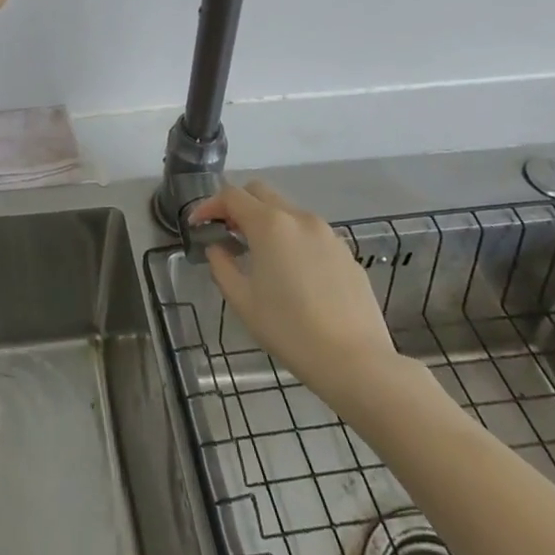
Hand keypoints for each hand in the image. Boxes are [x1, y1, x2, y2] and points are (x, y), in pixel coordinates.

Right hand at [189, 182, 402, 412]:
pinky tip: (293, 274)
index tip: (198, 224)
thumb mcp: (243, 301)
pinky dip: (293, 240)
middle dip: (238, 205)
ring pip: (288, 211)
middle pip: (260, 192)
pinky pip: (311, 234)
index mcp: (269, 225)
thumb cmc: (290, 330)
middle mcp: (299, 218)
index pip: (231, 195)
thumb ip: (222, 266)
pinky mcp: (346, 253)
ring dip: (267, 222)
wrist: (356, 362)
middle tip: (227, 232)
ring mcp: (327, 234)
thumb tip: (218, 249)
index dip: (209, 205)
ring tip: (260, 255)